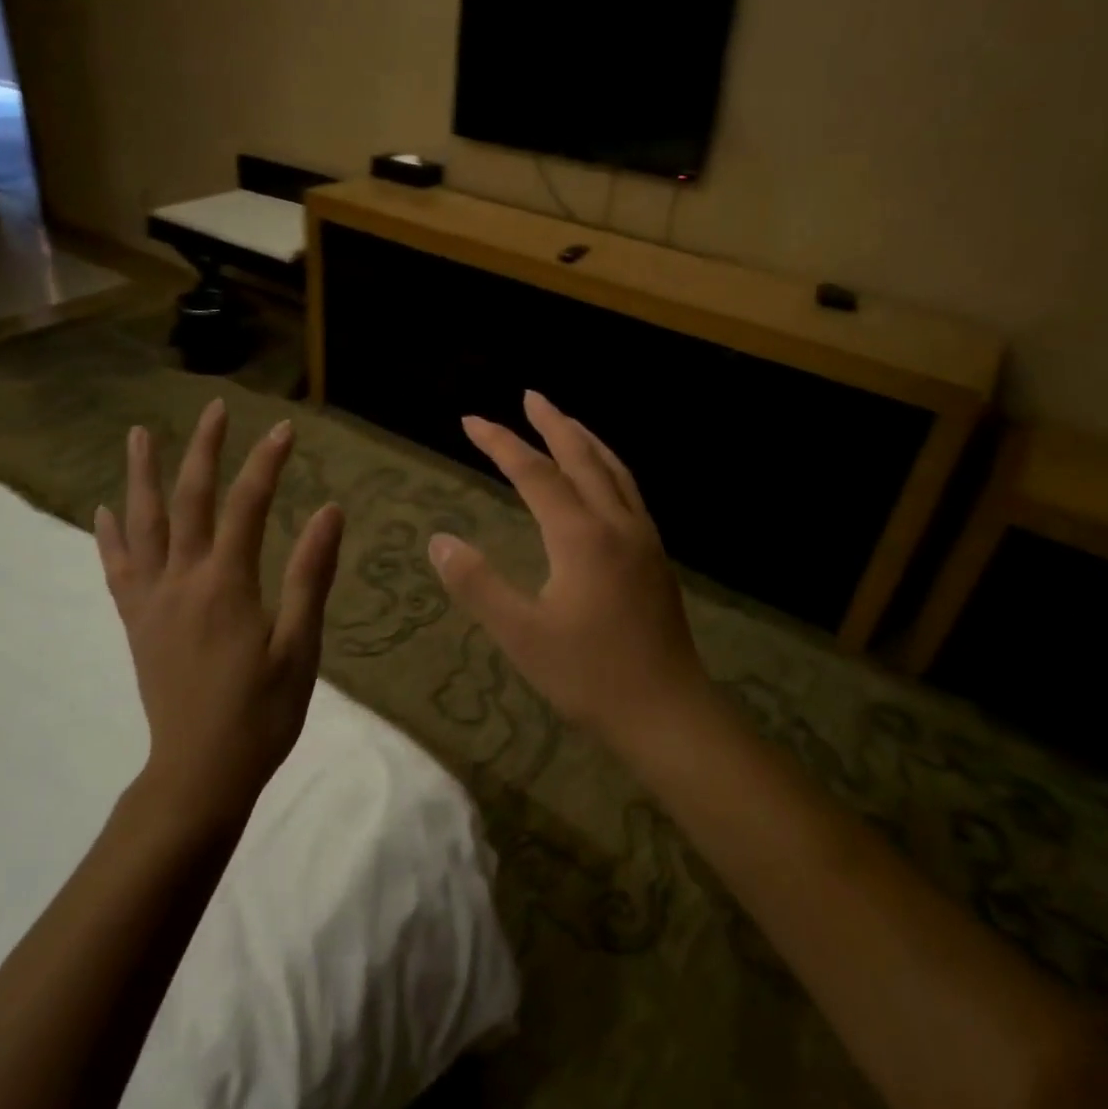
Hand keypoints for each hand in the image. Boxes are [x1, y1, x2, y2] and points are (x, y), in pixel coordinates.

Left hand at [95, 400, 345, 827]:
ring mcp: (153, 601)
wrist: (199, 773)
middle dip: (205, 450)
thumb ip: (311, 575)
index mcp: (227, 584)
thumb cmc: (262, 712)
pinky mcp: (138, 623)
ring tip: (139, 435)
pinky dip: (110, 536)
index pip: (247, 505)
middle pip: (190, 501)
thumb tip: (329, 512)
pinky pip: (117, 569)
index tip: (285, 429)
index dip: (266, 463)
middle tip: (216, 409)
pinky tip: (103, 512)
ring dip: (142, 476)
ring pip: (142, 525)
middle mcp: (182, 580)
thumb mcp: (301, 645)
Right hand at [428, 390, 707, 741]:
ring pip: (614, 470)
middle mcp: (616, 524)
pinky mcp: (655, 557)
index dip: (501, 443)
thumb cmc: (590, 676)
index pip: (535, 473)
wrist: (668, 712)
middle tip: (530, 396)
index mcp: (582, 536)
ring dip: (587, 440)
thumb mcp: (522, 635)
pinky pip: (629, 492)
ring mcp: (643, 538)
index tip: (471, 421)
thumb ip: (478, 584)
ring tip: (565, 422)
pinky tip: (602, 480)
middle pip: (582, 457)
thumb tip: (440, 541)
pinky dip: (609, 467)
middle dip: (553, 423)